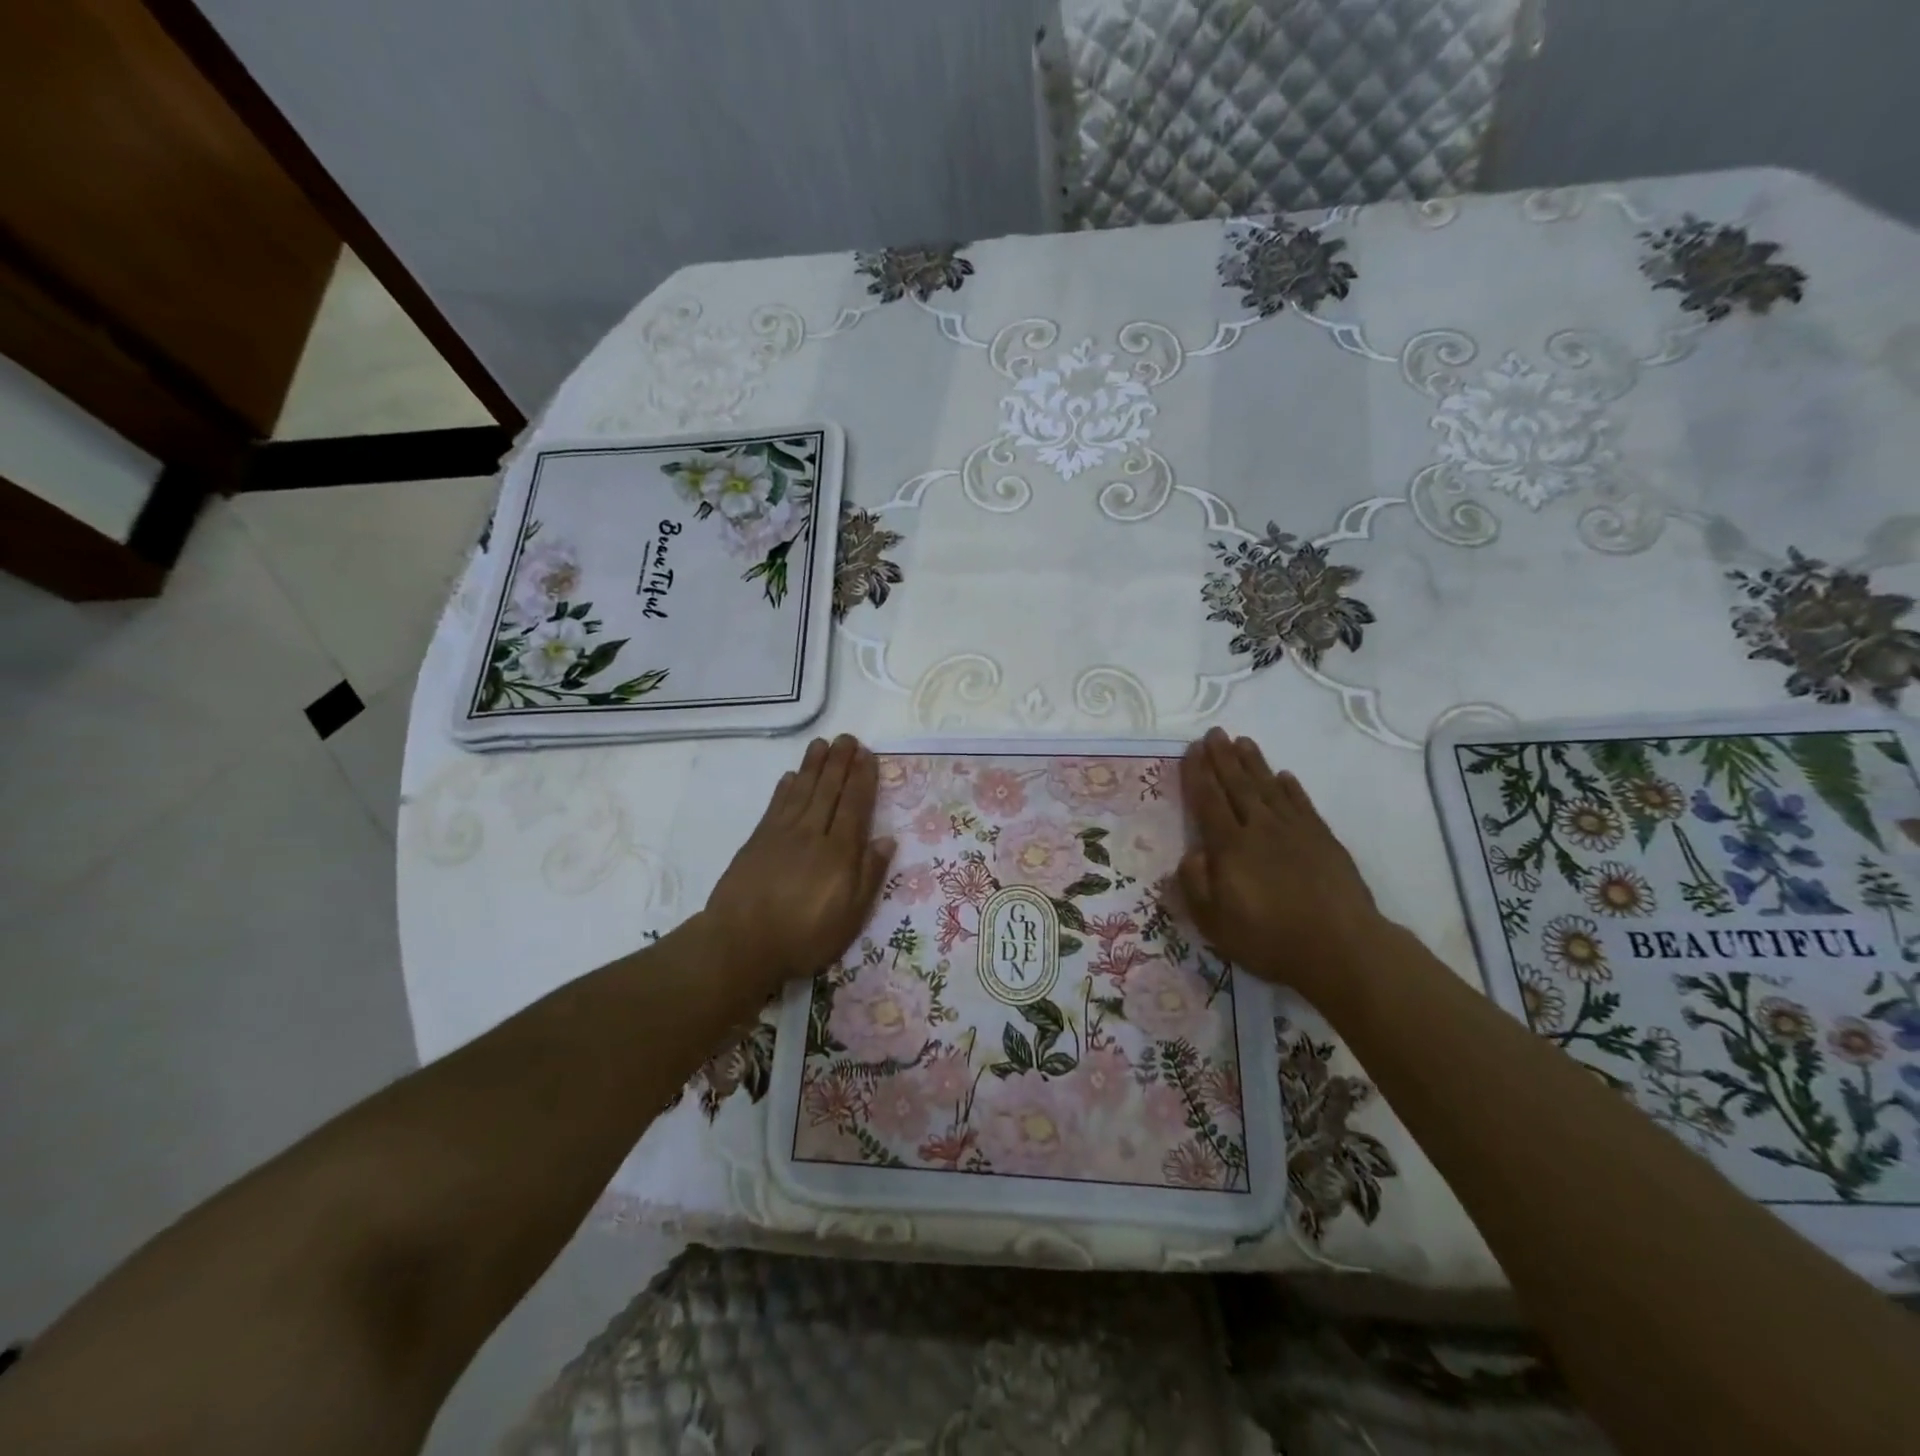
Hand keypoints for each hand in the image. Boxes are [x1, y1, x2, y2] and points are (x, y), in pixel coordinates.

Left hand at [702, 735, 895, 998]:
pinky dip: (785, 788)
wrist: (740, 943)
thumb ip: (869, 876)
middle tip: (847, 737)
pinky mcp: (757, 841)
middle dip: (840, 762)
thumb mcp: (850, 917)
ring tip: (821, 743)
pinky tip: (791, 776)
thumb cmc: (803, 937)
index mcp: (839, 852)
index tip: (868, 755)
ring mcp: (781, 834)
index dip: (862, 779)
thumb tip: (887, 839)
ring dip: (813, 765)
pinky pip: (776, 805)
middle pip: (829, 790)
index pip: (855, 806)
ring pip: (802, 791)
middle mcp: (812, 834)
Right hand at [1176, 729, 1385, 1002]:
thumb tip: (1190, 854)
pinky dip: (1291, 788)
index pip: (1208, 801)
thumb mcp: (1215, 923)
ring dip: (1253, 763)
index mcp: (1229, 847)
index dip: (1198, 774)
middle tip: (1215, 732)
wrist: (1341, 947)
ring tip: (1242, 741)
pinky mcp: (1323, 839)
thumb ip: (1195, 885)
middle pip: (1237, 786)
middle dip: (1223, 758)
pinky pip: (1302, 804)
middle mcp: (1259, 829)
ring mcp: (1295, 831)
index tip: (1192, 749)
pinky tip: (1284, 776)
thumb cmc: (1270, 939)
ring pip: (1269, 788)